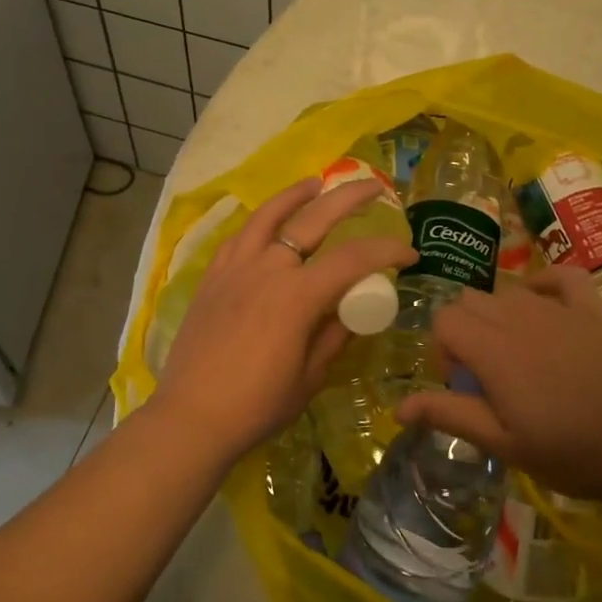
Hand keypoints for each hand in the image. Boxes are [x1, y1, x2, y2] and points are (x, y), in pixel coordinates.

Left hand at [149, 177, 415, 461]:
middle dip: (348, 198)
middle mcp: (266, 269)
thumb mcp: (309, 377)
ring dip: (296, 196)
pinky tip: (268, 224)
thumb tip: (351, 311)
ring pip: (268, 216)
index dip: (386, 251)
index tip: (409, 253)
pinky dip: (259, 223)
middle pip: (313, 219)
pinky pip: (239, 238)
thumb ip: (333, 336)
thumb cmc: (257, 405)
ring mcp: (234, 269)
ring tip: (315, 183)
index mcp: (296, 296)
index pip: (353, 259)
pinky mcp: (212, 278)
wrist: (191, 417)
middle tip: (374, 187)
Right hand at [396, 266, 601, 504]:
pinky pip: (561, 276)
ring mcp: (558, 308)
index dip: (443, 350)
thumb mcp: (504, 444)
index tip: (463, 385)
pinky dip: (545, 285)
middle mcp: (518, 316)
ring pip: (507, 291)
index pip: (443, 319)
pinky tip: (544, 308)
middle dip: (465, 331)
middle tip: (486, 376)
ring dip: (498, 316)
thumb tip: (397, 407)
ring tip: (517, 358)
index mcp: (492, 348)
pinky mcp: (592, 309)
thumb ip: (450, 415)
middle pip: (469, 300)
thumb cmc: (573, 452)